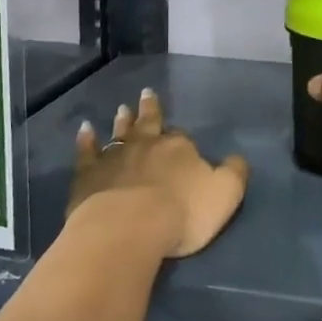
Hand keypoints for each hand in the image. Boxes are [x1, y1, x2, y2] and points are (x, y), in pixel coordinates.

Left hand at [68, 88, 249, 258]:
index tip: (183, 140)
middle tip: (146, 94)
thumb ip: (234, 173)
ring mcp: (115, 157)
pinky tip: (85, 130)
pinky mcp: (89, 174)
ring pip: (120, 133)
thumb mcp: (226, 194)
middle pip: (150, 123)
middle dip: (150, 110)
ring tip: (122, 108)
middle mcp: (147, 145)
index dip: (183, 140)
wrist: (129, 226)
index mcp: (180, 148)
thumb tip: (236, 158)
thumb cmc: (183, 212)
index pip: (183, 139)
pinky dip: (86, 140)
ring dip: (122, 121)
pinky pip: (87, 152)